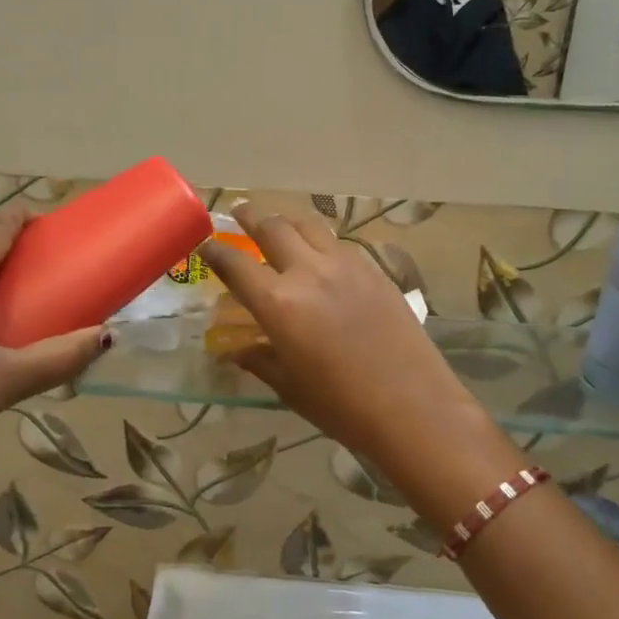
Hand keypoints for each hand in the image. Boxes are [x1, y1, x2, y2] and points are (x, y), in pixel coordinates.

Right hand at [202, 205, 494, 472]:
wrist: (414, 406)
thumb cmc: (342, 406)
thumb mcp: (290, 386)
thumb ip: (259, 359)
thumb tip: (235, 349)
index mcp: (279, 304)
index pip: (235, 265)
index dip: (215, 251)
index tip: (205, 243)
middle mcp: (309, 273)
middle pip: (273, 228)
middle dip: (251, 217)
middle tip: (239, 212)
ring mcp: (346, 266)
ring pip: (309, 226)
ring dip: (287, 221)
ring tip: (279, 225)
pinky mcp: (374, 270)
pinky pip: (339, 243)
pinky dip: (320, 240)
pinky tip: (320, 254)